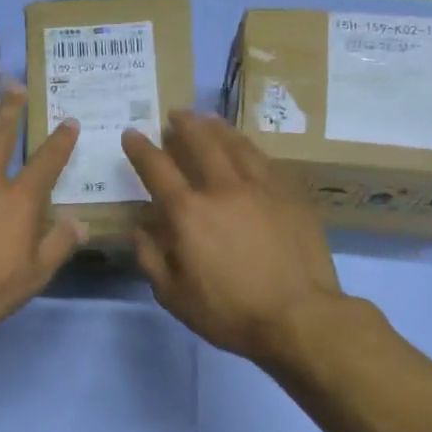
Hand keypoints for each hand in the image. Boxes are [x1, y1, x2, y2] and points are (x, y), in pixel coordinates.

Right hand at [122, 112, 345, 368]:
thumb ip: (151, 258)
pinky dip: (249, 149)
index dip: (141, 149)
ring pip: (237, 145)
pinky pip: (266, 161)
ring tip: (208, 118)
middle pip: (201, 143)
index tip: (132, 134)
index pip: (157, 169)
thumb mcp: (173, 296)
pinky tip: (247, 149)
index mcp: (188, 213)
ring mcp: (262, 188)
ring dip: (218, 128)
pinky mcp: (291, 195)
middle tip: (175, 115)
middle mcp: (223, 189)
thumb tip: (139, 230)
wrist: (299, 317)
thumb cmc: (229, 312)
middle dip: (183, 125)